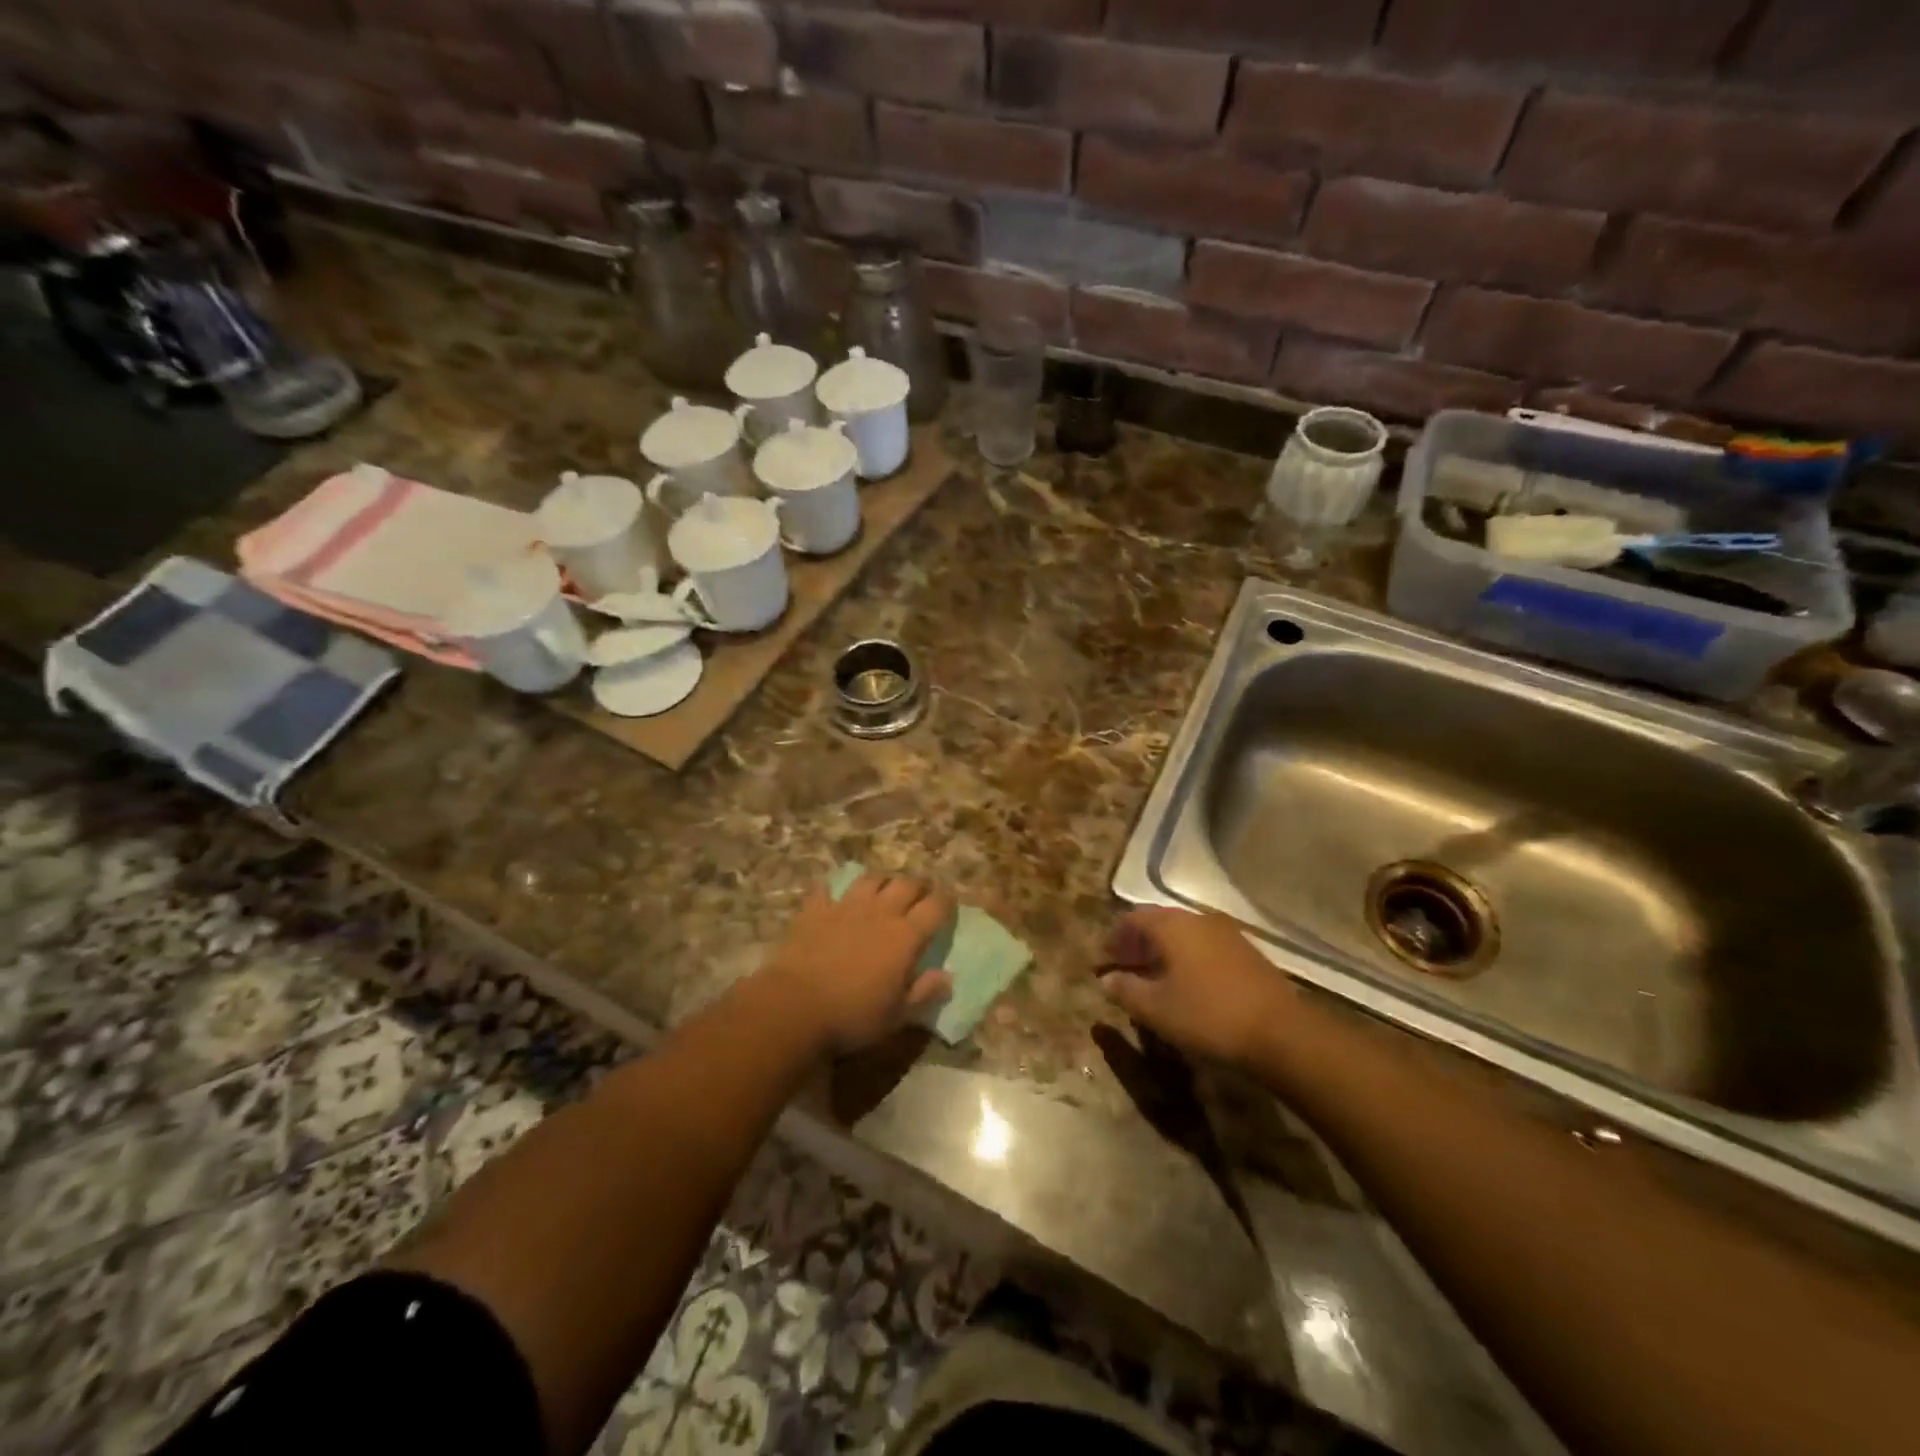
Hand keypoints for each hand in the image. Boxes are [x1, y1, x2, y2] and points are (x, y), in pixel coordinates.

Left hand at [757, 874, 953, 1054]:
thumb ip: (924, 992)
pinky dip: (836, 889)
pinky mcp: (816, 909)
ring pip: (872, 879)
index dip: (946, 900)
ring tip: (885, 889)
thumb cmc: (852, 1016)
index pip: (936, 906)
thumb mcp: (897, 1015)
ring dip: (884, 881)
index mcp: (906, 936)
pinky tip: (835, 895)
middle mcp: (880, 912)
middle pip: (907, 884)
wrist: (795, 1006)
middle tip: (922, 893)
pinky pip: (828, 888)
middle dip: (919, 885)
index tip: (950, 902)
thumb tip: (948, 977)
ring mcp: (846, 906)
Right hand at [1099, 908, 1296, 1068]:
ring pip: (1184, 934)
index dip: (1114, 937)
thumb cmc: (1208, 1015)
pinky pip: (1205, 945)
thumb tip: (1107, 980)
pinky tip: (1187, 984)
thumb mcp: (1157, 1009)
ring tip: (1153, 978)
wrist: (1281, 1033)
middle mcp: (1198, 919)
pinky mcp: (1247, 952)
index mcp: (1172, 926)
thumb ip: (1126, 990)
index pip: (1132, 918)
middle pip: (1158, 922)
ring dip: (1163, 951)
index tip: (1103, 960)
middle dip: (1137, 943)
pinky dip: (1187, 958)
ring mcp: (1226, 933)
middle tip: (1125, 967)